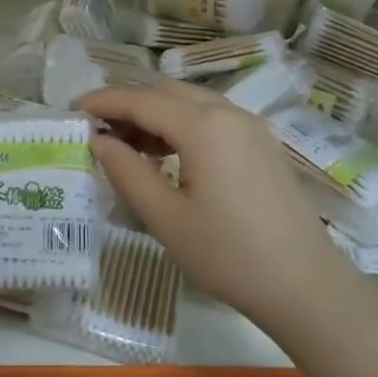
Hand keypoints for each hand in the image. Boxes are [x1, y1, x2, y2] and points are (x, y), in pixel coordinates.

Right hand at [77, 82, 347, 330]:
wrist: (304, 284)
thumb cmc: (227, 254)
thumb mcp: (165, 217)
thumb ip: (127, 172)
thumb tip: (99, 141)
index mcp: (204, 126)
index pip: (142, 100)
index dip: (104, 101)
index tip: (73, 109)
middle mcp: (229, 113)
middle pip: (168, 92)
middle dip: (130, 104)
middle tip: (100, 133)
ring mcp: (252, 127)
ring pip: (193, 102)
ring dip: (158, 114)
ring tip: (130, 146)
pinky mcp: (264, 144)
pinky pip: (214, 118)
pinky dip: (184, 125)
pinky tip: (170, 156)